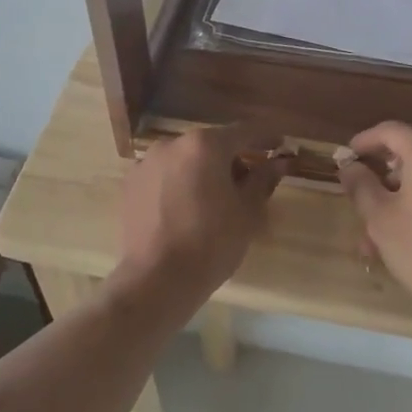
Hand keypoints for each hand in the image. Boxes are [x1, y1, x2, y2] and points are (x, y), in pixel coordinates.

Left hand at [115, 124, 287, 308]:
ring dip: (203, 171)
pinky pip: (164, 175)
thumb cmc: (211, 243)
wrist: (156, 279)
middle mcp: (173, 143)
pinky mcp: (131, 184)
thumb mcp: (247, 212)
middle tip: (248, 183)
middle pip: (212, 144)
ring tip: (214, 200)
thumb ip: (263, 179)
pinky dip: (179, 184)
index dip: (266, 138)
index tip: (280, 145)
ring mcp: (147, 162)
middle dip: (232, 159)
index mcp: (205, 145)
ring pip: (186, 159)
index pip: (244, 132)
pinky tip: (186, 209)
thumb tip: (278, 161)